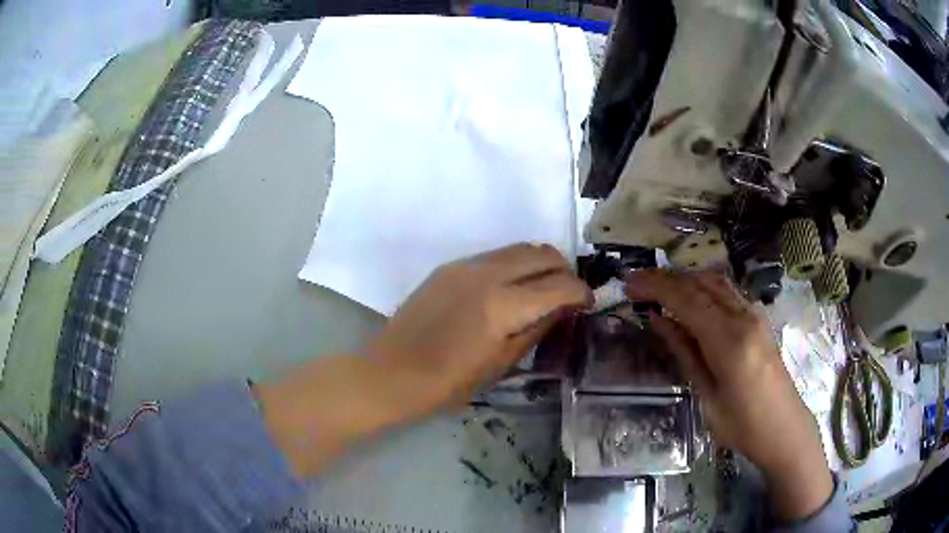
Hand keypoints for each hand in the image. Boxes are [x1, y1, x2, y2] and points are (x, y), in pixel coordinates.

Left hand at [366, 243, 592, 414]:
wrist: (392, 373)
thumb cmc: (448, 383)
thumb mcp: (501, 364)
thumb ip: (536, 330)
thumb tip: (562, 310)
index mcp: (504, 305)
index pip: (560, 285)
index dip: (582, 293)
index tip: (587, 304)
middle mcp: (488, 273)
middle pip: (543, 253)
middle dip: (564, 271)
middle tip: (565, 296)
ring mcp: (466, 265)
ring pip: (519, 248)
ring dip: (538, 264)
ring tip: (540, 291)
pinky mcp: (449, 266)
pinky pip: (494, 255)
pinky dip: (513, 265)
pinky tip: (507, 290)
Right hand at [625, 269, 832, 520]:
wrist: (785, 428)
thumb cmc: (743, 425)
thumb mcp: (707, 396)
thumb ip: (685, 353)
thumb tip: (659, 320)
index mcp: (729, 340)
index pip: (686, 299)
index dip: (655, 287)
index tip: (628, 284)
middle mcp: (743, 317)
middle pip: (700, 284)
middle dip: (665, 278)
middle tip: (635, 281)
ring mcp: (754, 315)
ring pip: (715, 283)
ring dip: (684, 278)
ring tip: (657, 285)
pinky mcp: (758, 320)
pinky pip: (727, 292)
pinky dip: (702, 286)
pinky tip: (690, 296)